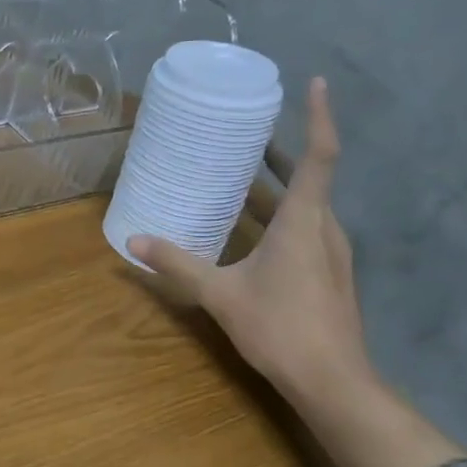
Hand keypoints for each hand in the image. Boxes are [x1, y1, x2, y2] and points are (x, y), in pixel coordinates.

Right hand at [130, 78, 372, 406]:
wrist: (332, 382)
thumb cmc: (279, 327)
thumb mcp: (220, 293)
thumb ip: (177, 264)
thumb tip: (133, 242)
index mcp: (303, 222)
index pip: (318, 157)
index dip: (318, 117)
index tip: (313, 84)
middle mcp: (324, 229)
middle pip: (310, 178)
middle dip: (281, 152)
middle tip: (249, 132)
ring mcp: (331, 254)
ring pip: (307, 206)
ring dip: (279, 186)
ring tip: (242, 174)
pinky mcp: (328, 275)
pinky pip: (305, 229)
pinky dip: (281, 215)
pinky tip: (250, 229)